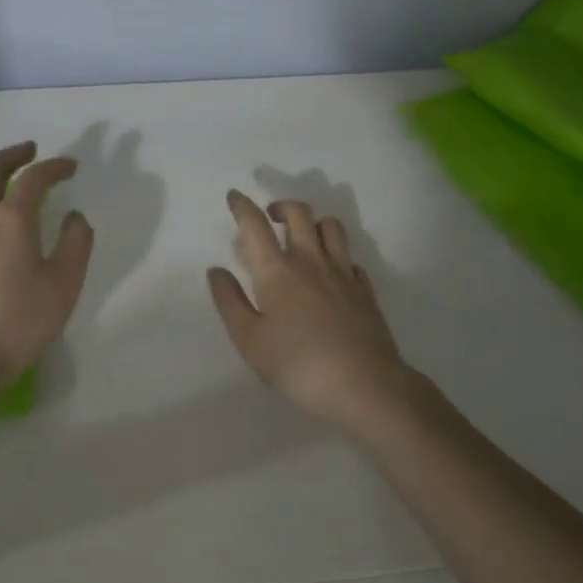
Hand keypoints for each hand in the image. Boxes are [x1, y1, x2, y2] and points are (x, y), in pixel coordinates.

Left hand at [0, 141, 93, 410]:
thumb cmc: (19, 322)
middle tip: (30, 151)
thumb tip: (75, 217)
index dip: (54, 166)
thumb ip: (75, 244)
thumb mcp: (64, 285)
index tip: (70, 167)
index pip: (33, 178)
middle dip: (12, 154)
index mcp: (11, 220)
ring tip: (1, 185)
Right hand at [208, 190, 415, 434]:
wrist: (364, 385)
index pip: (255, 226)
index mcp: (277, 271)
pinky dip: (337, 255)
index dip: (242, 206)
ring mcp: (343, 273)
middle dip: (280, 206)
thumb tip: (216, 271)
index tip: (234, 196)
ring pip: (331, 227)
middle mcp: (311, 261)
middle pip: (298, 214)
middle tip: (270, 216)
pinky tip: (331, 272)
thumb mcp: (250, 340)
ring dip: (313, 222)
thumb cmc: (298, 365)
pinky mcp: (365, 290)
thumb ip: (230, 302)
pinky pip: (350, 258)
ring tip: (303, 236)